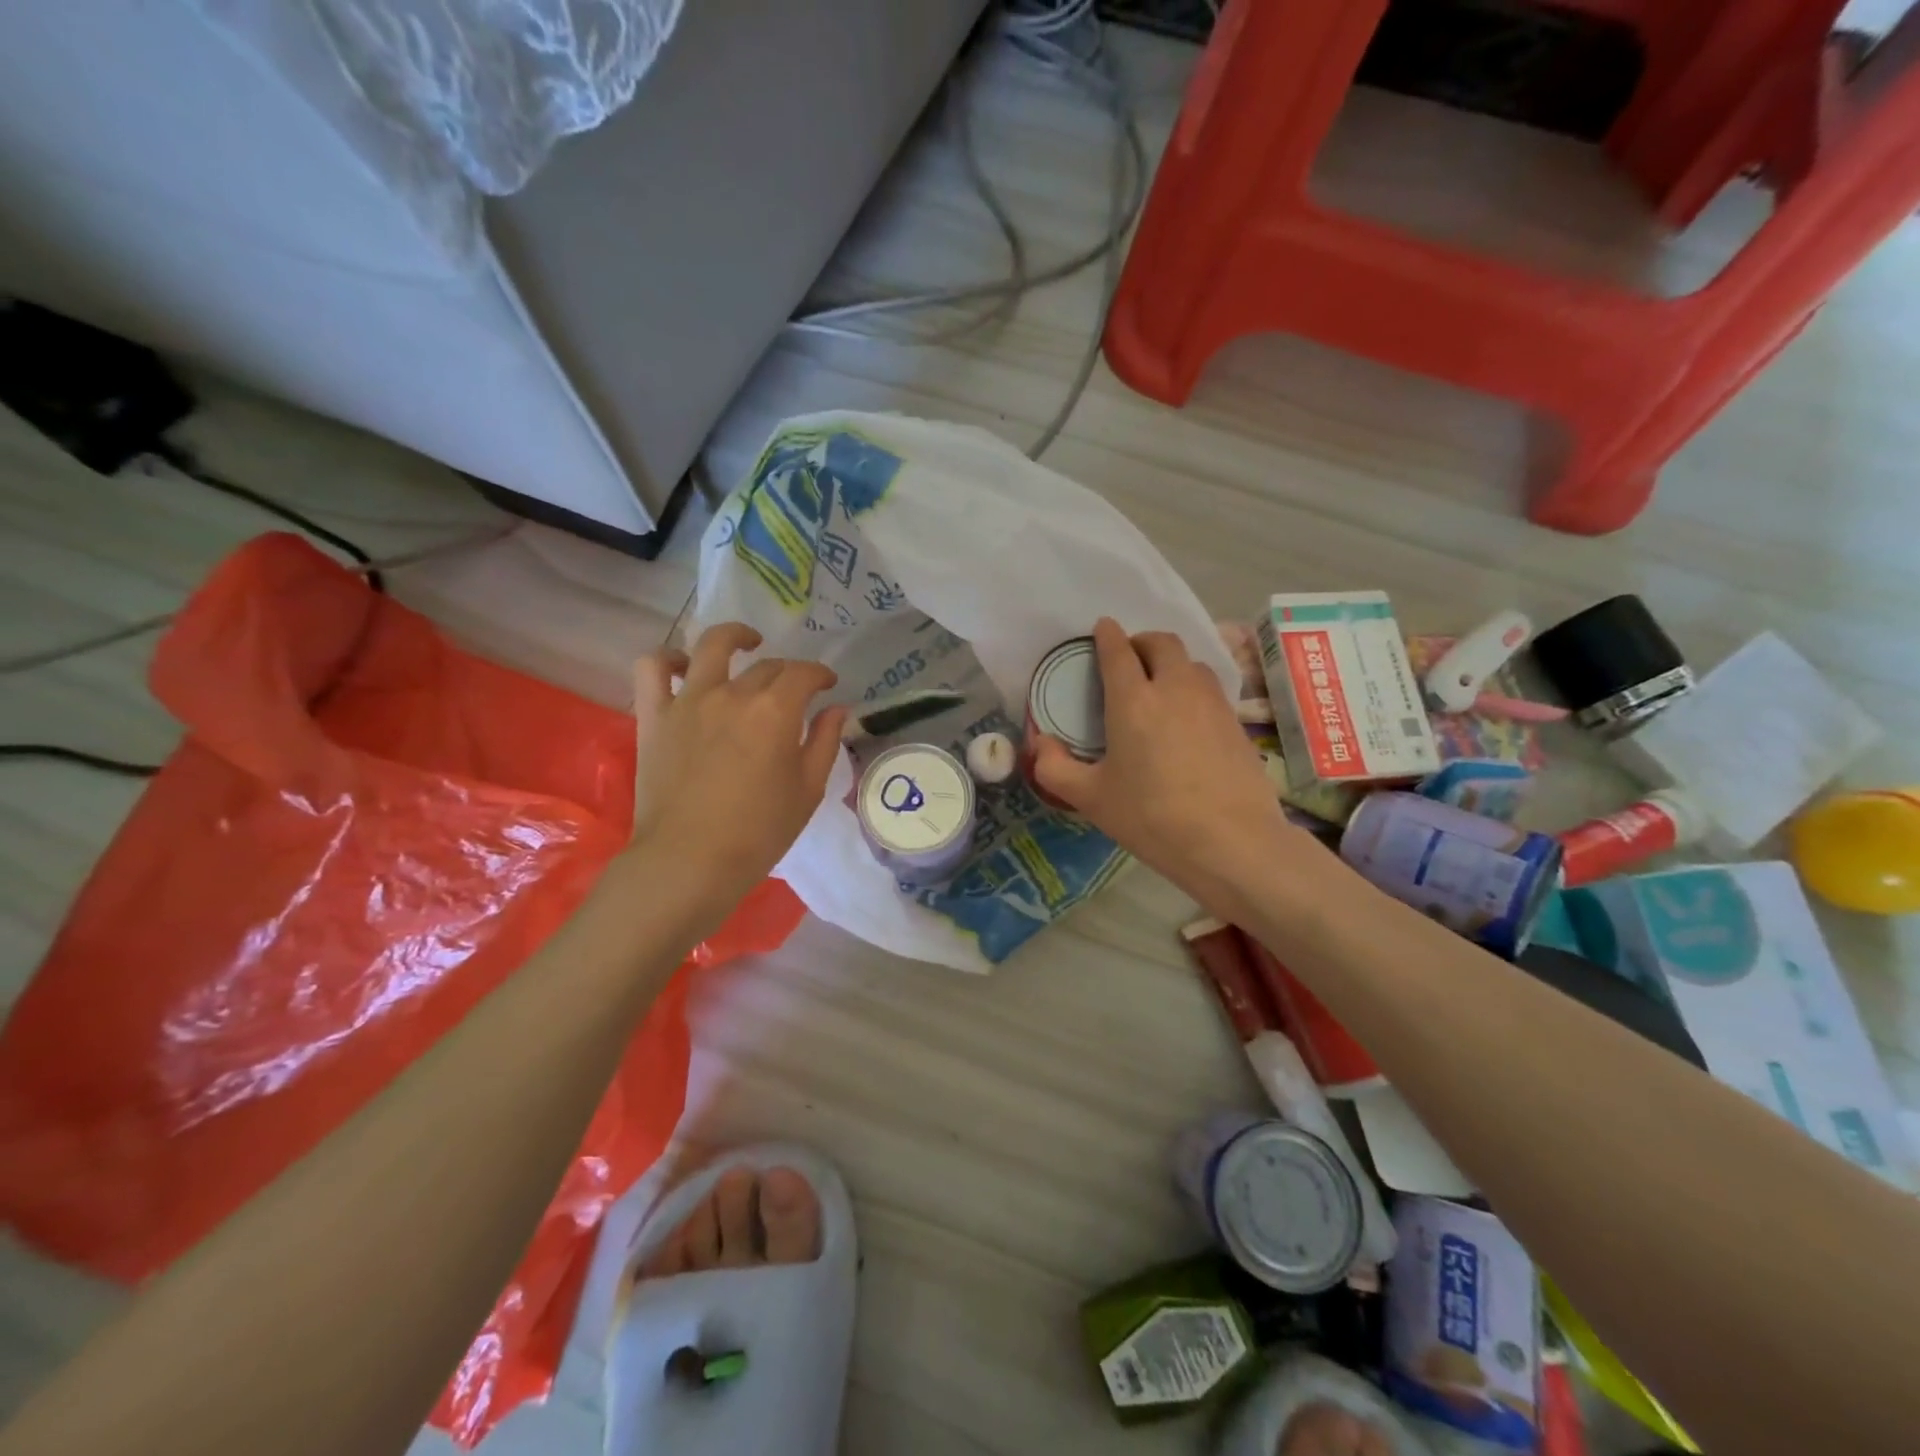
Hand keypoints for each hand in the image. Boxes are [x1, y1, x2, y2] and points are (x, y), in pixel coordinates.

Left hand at [626, 624, 846, 922]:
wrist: (689, 862)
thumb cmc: (758, 833)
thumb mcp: (807, 791)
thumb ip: (824, 742)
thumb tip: (836, 709)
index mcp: (775, 711)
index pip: (804, 674)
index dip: (820, 675)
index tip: (828, 685)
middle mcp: (733, 694)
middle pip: (766, 666)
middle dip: (788, 673)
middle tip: (794, 693)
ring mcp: (689, 701)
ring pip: (711, 646)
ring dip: (734, 637)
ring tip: (745, 644)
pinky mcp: (655, 716)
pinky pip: (653, 669)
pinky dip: (668, 660)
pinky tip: (683, 667)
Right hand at [1033, 618, 1317, 918]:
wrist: (1231, 842)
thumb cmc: (1152, 818)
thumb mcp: (1091, 799)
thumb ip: (1055, 768)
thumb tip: (1039, 743)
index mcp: (1133, 701)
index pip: (1118, 650)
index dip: (1107, 635)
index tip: (1102, 629)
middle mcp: (1174, 688)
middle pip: (1161, 643)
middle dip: (1141, 642)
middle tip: (1129, 661)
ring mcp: (1211, 703)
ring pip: (1191, 662)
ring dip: (1171, 663)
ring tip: (1159, 687)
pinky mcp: (1236, 722)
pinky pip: (1210, 688)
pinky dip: (1193, 688)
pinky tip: (1186, 719)